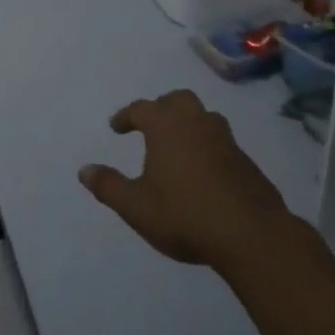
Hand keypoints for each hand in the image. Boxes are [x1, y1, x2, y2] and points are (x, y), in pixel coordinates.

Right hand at [79, 90, 289, 273]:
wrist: (251, 235)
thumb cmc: (185, 215)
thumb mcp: (136, 206)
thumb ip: (109, 186)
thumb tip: (83, 170)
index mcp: (167, 126)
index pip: (141, 108)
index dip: (126, 116)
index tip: (116, 127)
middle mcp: (196, 122)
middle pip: (177, 100)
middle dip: (161, 108)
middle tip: (150, 125)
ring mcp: (225, 139)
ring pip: (203, 117)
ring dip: (187, 123)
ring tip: (176, 144)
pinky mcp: (246, 160)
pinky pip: (220, 140)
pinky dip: (207, 145)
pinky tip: (202, 169)